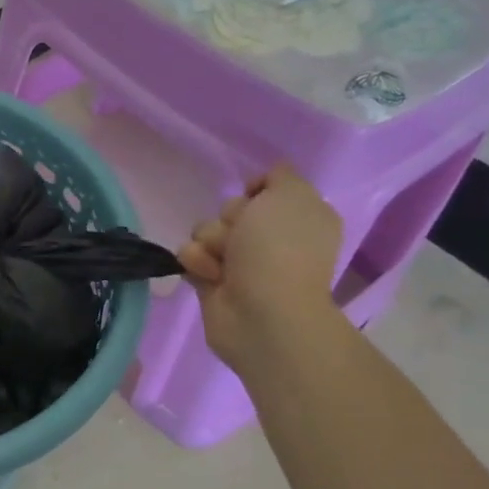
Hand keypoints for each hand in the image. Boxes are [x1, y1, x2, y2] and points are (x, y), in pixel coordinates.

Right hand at [177, 163, 343, 370]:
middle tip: (241, 237)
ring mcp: (241, 262)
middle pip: (231, 208)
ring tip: (223, 262)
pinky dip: (196, 262)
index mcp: (298, 218)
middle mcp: (271, 239)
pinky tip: (210, 276)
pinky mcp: (211, 280)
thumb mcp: (291, 195)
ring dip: (210, 241)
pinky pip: (189, 255)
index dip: (256, 191)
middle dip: (230, 218)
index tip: (256, 197)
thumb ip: (281, 176)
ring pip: (206, 230)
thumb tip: (261, 184)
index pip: (264, 189)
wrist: (262, 312)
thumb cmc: (280, 250)